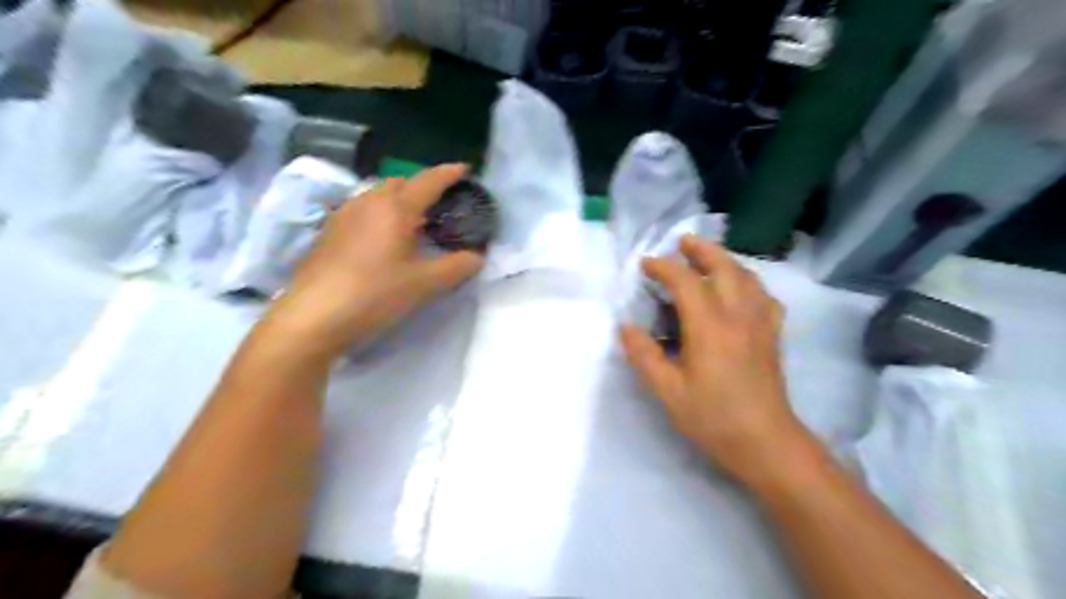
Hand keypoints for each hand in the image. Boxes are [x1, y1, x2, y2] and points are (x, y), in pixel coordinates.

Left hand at [264, 164, 484, 360]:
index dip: (449, 173)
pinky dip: (380, 214)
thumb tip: (477, 257)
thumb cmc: (375, 293)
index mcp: (395, 208)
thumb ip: (457, 267)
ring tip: (413, 222)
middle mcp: (368, 202)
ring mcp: (344, 214)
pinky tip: (383, 239)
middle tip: (440, 205)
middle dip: (422, 186)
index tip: (465, 169)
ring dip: (399, 200)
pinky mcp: (329, 231)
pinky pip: (362, 210)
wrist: (315, 315)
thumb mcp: (425, 283)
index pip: (428, 181)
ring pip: (378, 195)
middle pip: (400, 183)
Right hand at [623, 236, 813, 483]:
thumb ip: (644, 356)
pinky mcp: (772, 335)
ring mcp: (760, 323)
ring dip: (726, 260)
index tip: (645, 265)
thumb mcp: (668, 392)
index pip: (685, 282)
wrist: (766, 443)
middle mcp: (738, 315)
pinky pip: (764, 296)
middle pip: (723, 267)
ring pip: (747, 277)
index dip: (664, 268)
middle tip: (683, 241)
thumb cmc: (713, 417)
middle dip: (701, 250)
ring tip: (709, 257)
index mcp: (709, 327)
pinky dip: (750, 282)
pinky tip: (742, 289)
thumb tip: (626, 327)